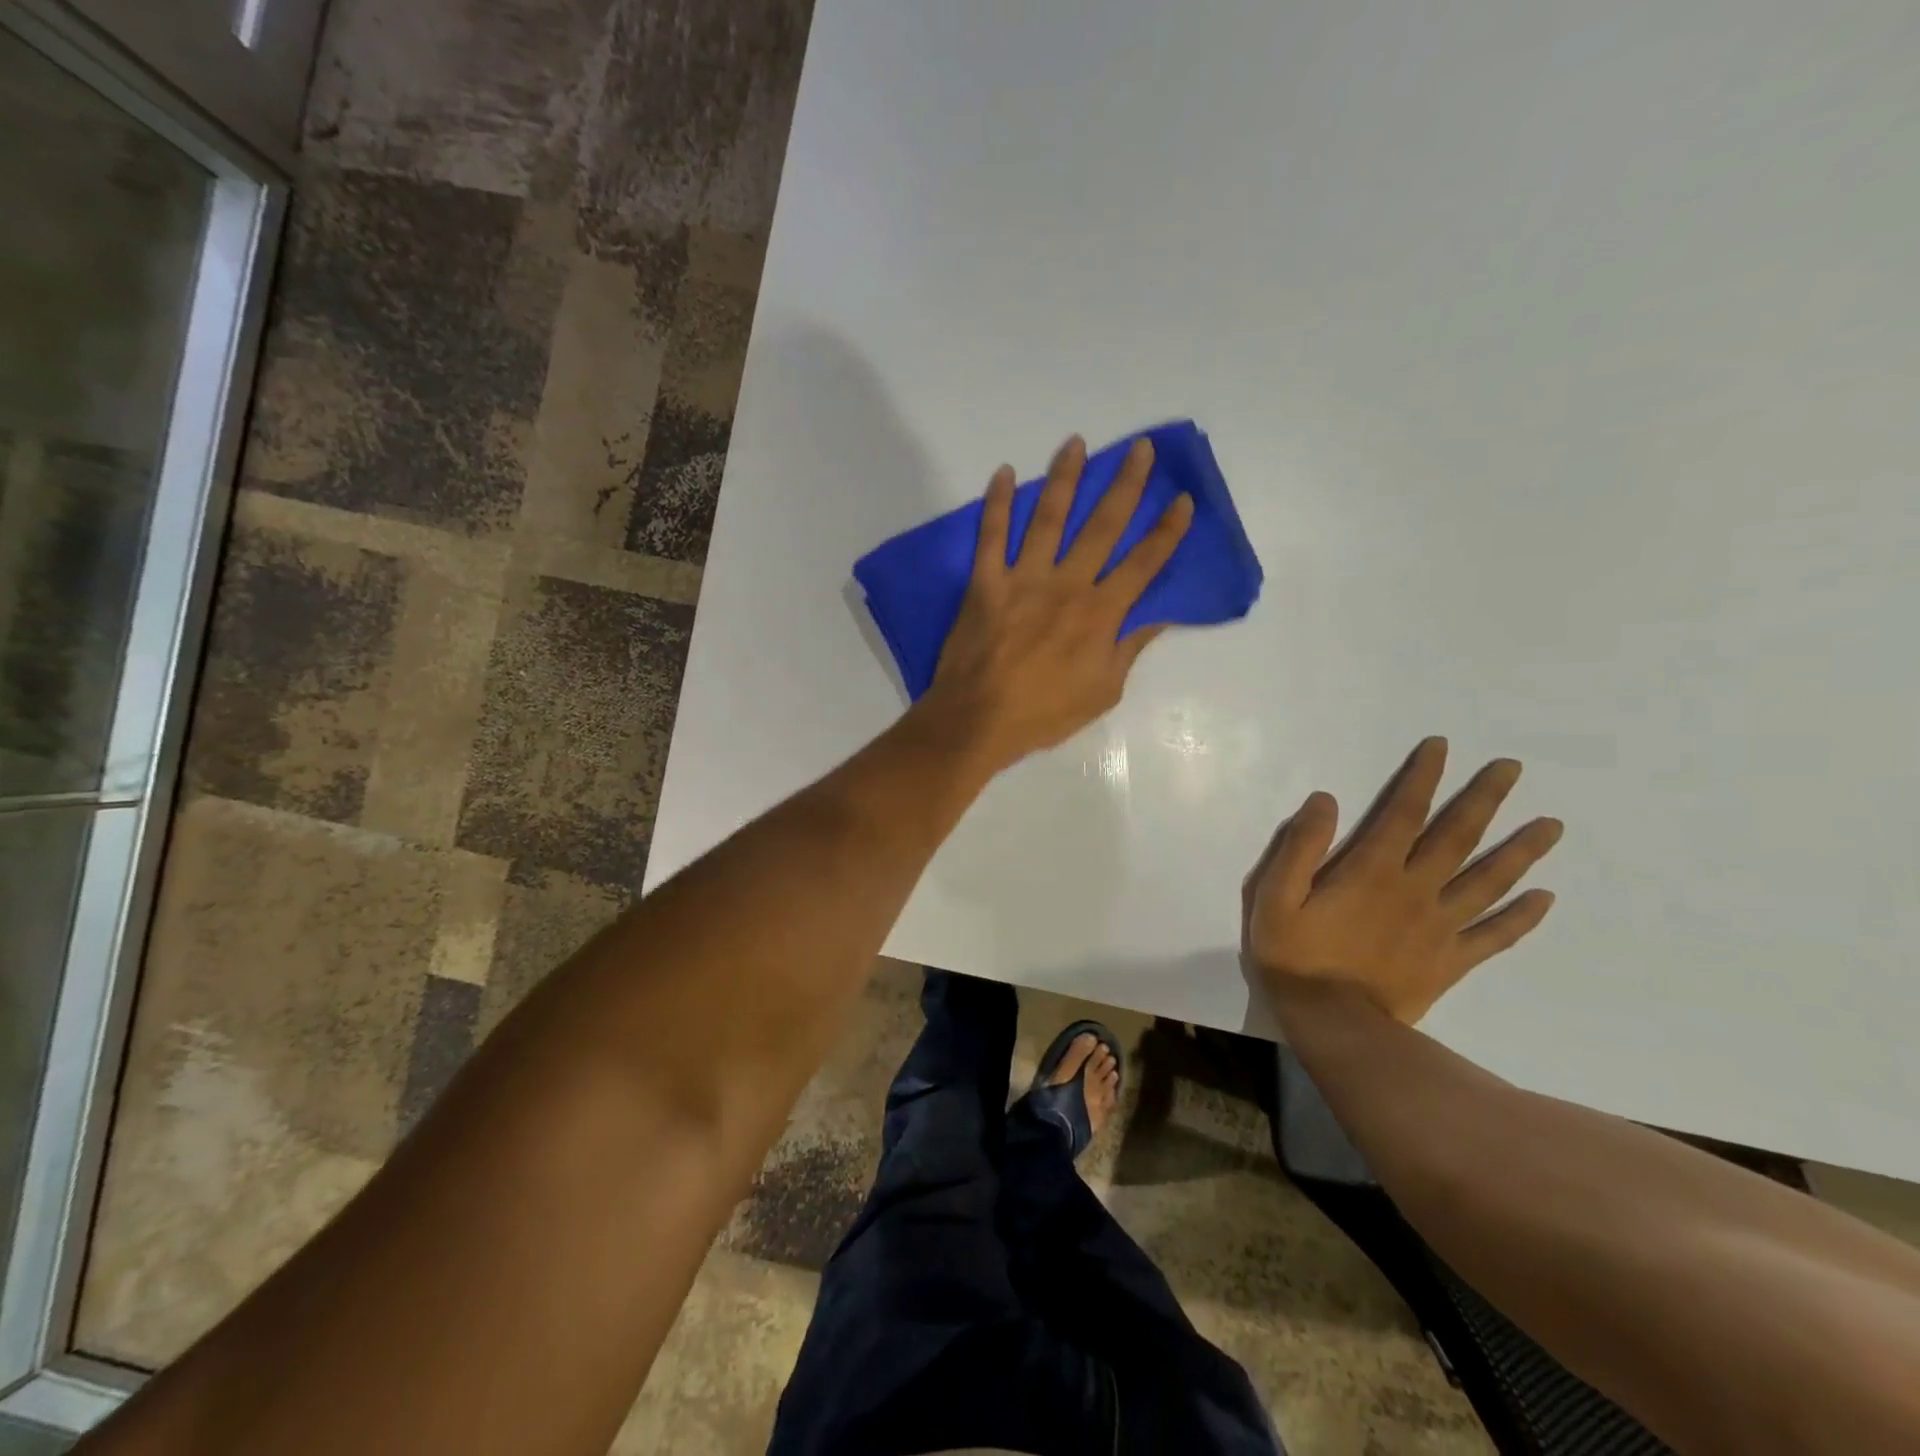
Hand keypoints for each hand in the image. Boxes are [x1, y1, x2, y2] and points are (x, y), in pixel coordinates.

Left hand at [922, 434, 1192, 770]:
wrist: (979, 720)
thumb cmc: (1045, 713)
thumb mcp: (1103, 691)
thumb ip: (1128, 648)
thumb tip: (1155, 616)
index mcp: (1100, 614)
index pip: (1144, 564)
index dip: (1167, 531)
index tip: (1182, 499)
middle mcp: (1067, 585)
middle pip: (1103, 527)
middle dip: (1125, 486)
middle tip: (1139, 449)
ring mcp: (1023, 579)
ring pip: (1049, 518)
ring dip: (1065, 478)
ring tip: (1076, 442)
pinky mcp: (985, 583)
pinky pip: (992, 536)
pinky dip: (998, 504)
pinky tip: (1005, 473)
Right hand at [1244, 737, 1563, 1022]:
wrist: (1332, 1022)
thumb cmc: (1295, 954)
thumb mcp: (1276, 895)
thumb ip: (1300, 846)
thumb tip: (1327, 801)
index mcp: (1372, 870)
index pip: (1403, 812)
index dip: (1422, 777)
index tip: (1442, 747)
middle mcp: (1416, 889)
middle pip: (1458, 837)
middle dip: (1485, 799)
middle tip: (1514, 768)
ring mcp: (1440, 926)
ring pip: (1488, 880)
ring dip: (1521, 850)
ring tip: (1551, 824)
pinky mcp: (1451, 960)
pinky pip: (1495, 935)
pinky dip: (1522, 916)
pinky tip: (1546, 899)